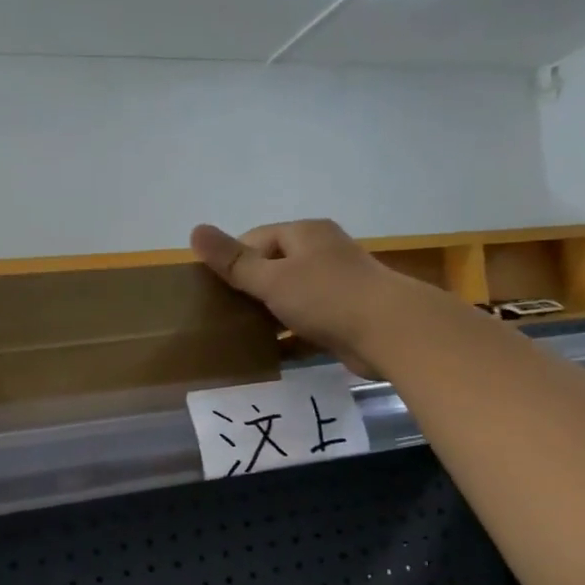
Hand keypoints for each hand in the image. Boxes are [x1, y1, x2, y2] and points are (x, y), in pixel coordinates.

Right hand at [190, 219, 441, 375]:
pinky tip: (268, 354)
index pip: (257, 239)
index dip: (233, 260)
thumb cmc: (327, 296)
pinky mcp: (344, 318)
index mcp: (305, 235)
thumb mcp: (272, 278)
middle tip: (221, 314)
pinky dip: (289, 336)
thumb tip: (194, 230)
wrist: (390, 333)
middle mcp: (322, 255)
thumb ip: (234, 261)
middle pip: (274, 268)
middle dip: (249, 290)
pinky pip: (307, 324)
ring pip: (291, 298)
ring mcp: (336, 287)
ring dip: (268, 315)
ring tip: (238, 335)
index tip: (211, 288)